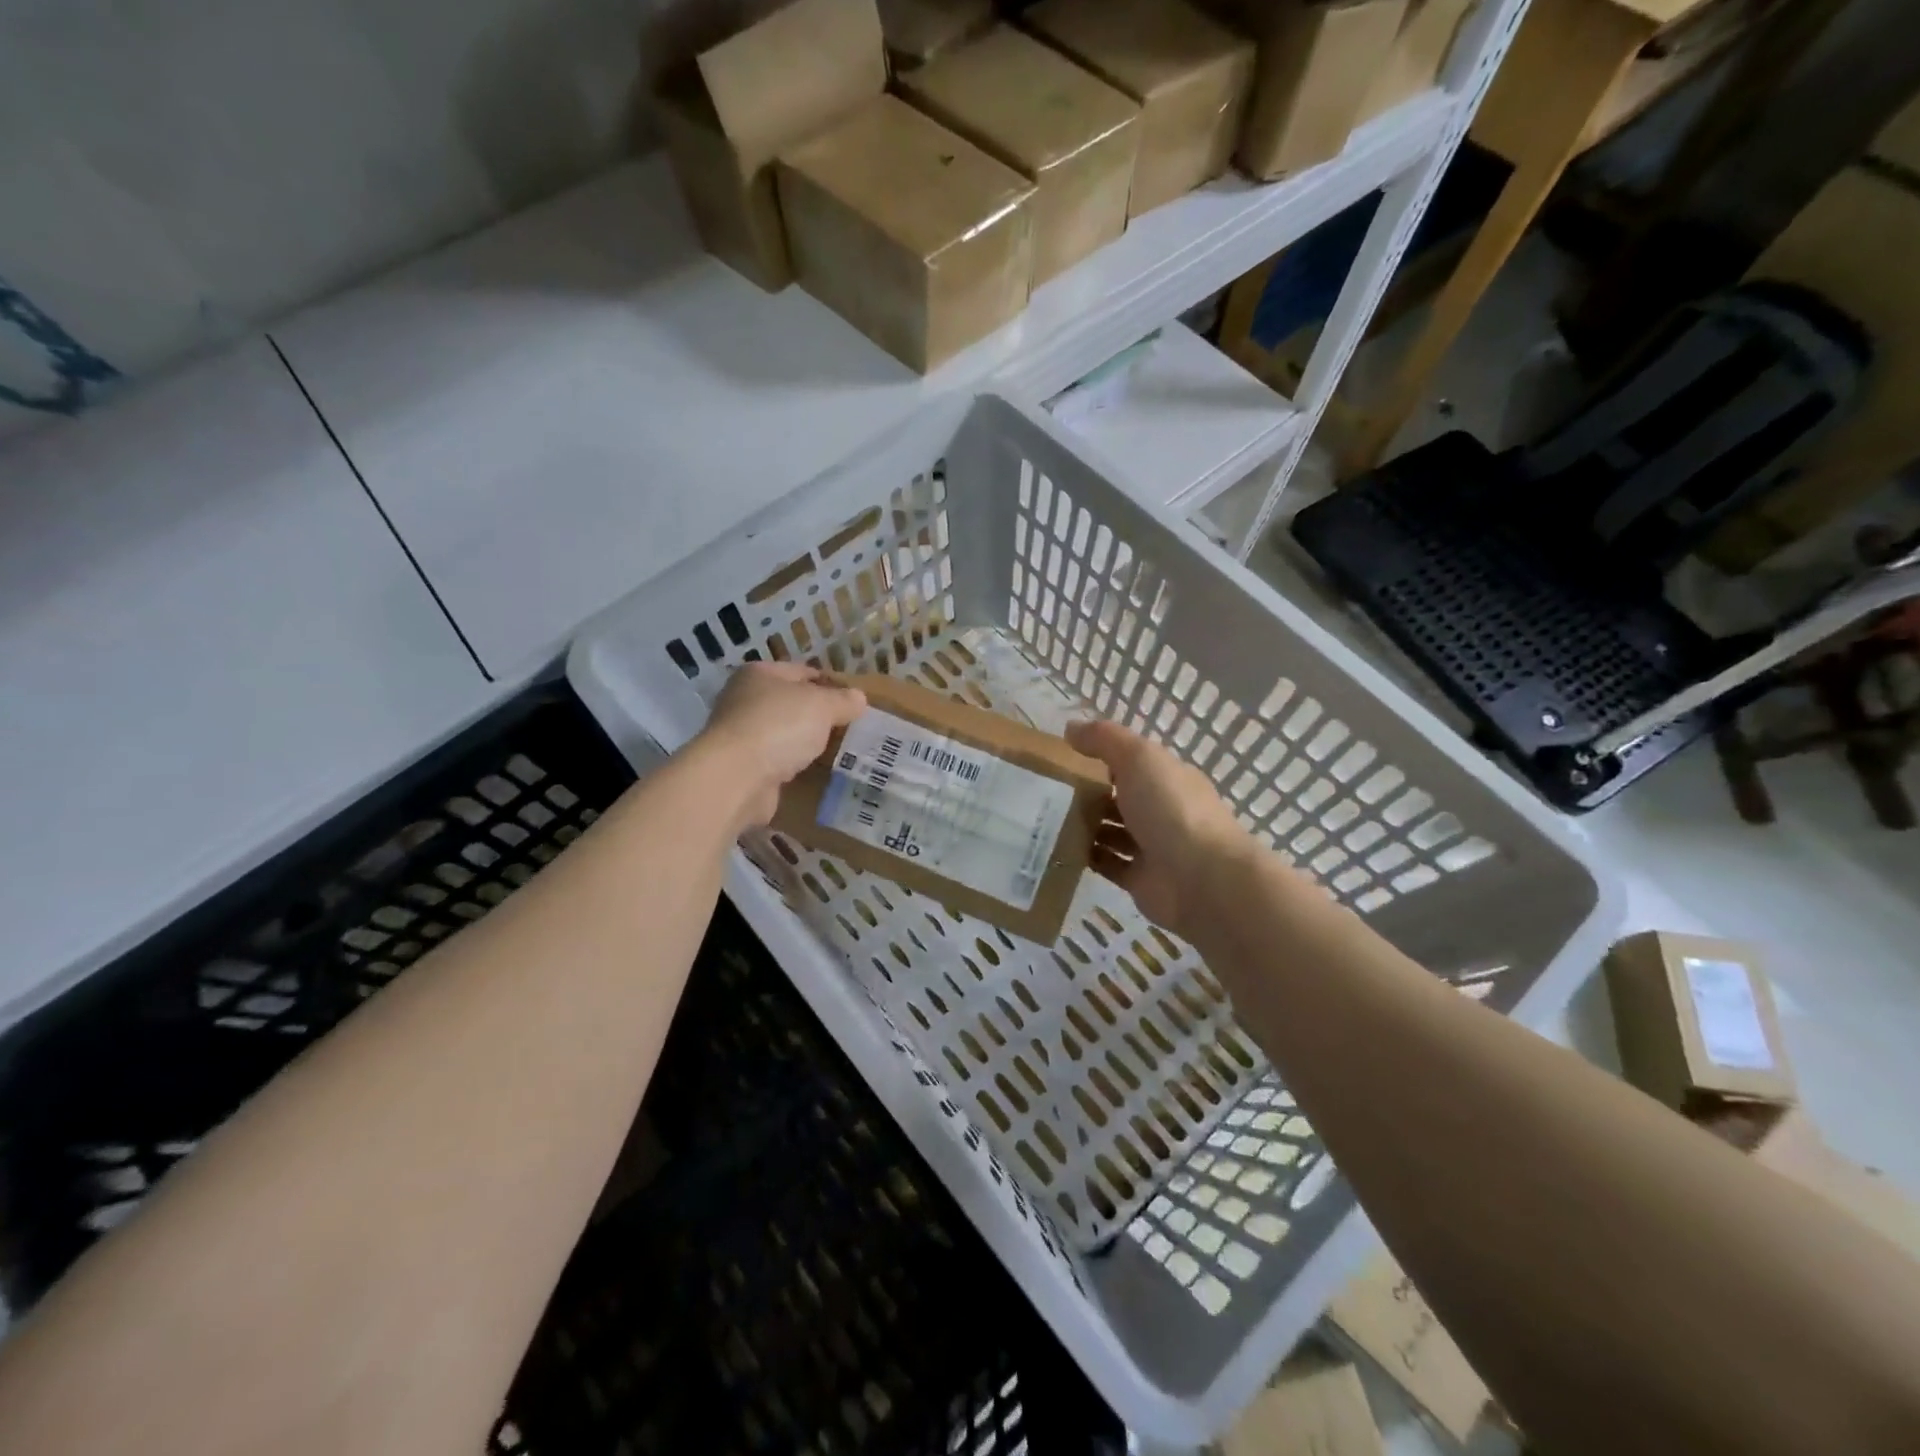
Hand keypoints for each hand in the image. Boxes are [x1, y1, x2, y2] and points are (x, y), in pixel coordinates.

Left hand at [696, 663, 867, 829]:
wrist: (736, 778)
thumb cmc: (779, 726)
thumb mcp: (822, 705)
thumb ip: (843, 700)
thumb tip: (859, 698)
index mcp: (759, 673)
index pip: (803, 672)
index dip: (831, 684)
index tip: (854, 702)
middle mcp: (744, 699)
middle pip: (792, 703)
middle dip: (819, 715)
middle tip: (850, 728)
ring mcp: (741, 735)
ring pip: (784, 733)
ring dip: (806, 742)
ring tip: (838, 751)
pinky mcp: (743, 767)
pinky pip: (777, 761)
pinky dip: (793, 766)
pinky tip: (814, 772)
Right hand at [1065, 719, 1258, 940]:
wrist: (1201, 880)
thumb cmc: (1171, 809)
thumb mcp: (1139, 758)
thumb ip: (1105, 739)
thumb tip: (1070, 727)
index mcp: (1167, 778)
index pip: (1132, 763)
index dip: (1101, 757)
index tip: (1063, 756)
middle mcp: (1162, 811)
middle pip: (1119, 798)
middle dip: (1086, 794)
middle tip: (1044, 790)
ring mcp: (1151, 847)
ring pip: (1111, 832)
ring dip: (1083, 826)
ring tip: (1043, 819)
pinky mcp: (1138, 879)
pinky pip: (1106, 864)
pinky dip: (1085, 857)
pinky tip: (1056, 849)